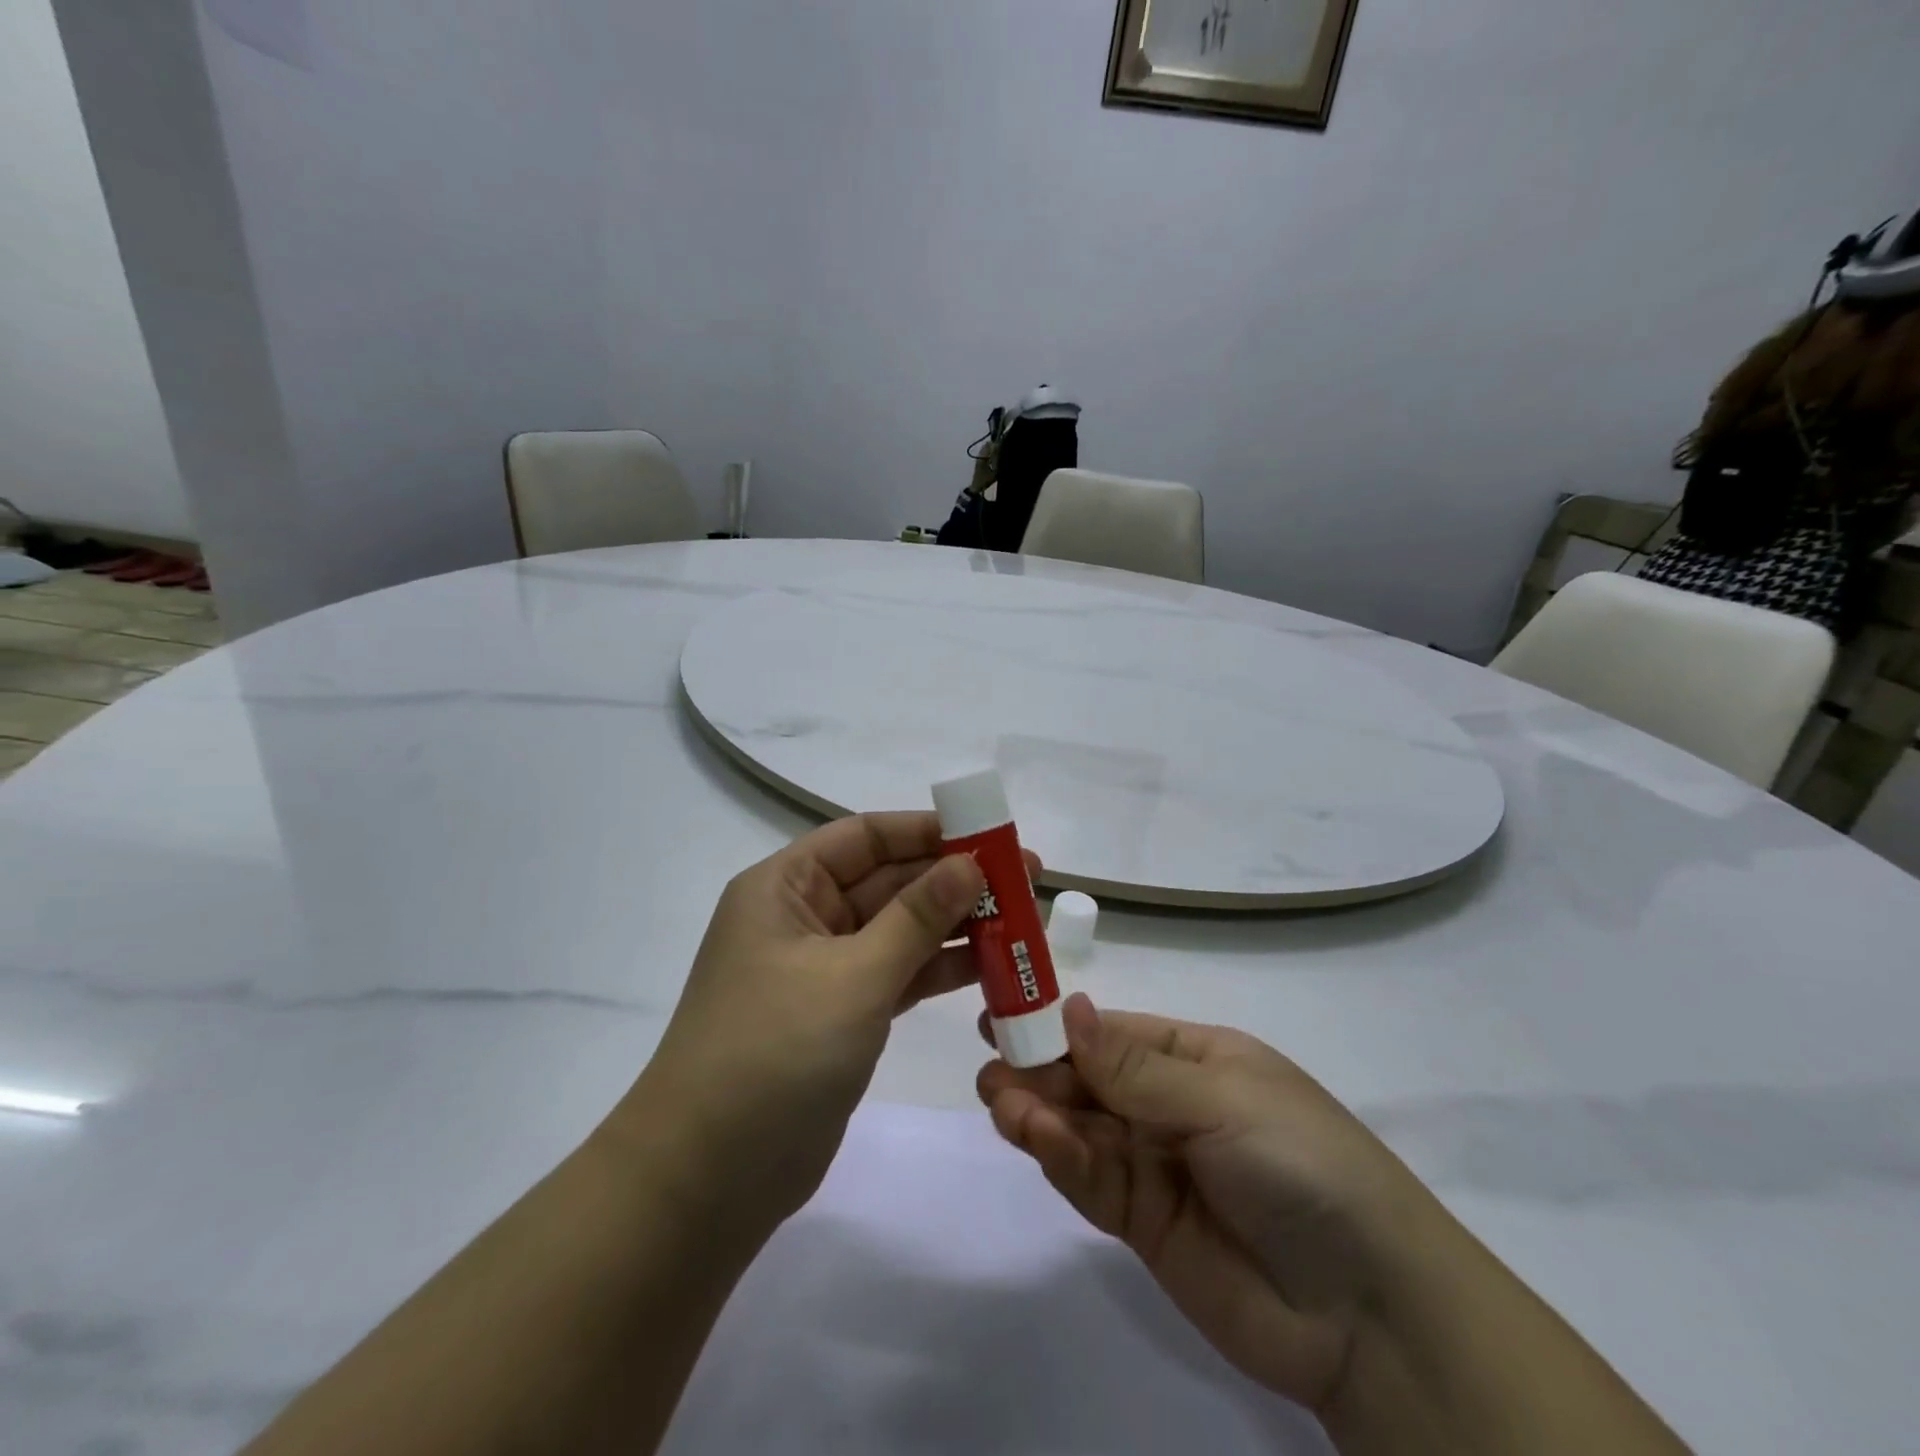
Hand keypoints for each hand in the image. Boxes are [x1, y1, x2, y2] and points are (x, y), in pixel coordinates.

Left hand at [614, 811, 1035, 1243]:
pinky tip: (993, 966)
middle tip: (1026, 878)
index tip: (990, 834)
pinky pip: (899, 974)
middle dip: (954, 878)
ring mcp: (823, 969)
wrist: (709, 1179)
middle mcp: (803, 917)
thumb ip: (916, 918)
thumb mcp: (852, 975)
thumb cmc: (774, 1053)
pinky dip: (939, 969)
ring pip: (899, 930)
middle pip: (888, 881)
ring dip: (955, 924)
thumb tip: (969, 863)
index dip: (928, 830)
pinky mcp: (842, 1015)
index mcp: (785, 887)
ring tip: (1023, 919)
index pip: (865, 837)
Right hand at [977, 994, 1428, 1418]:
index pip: (1112, 1031)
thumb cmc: (1302, 1164)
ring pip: (1080, 1128)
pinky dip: (1059, 1157)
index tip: (1004, 1014)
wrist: (1368, 1311)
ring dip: (1038, 1112)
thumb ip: (1135, 1067)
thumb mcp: (1222, 1100)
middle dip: (1040, 1070)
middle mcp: (1167, 1105)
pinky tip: (1035, 1138)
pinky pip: (1090, 1179)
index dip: (1059, 1023)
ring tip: (1000, 1100)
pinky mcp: (1140, 1222)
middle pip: (1087, 1079)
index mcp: (1194, 1059)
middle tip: (990, 1067)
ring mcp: (1152, 1164)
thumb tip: (1069, 1007)